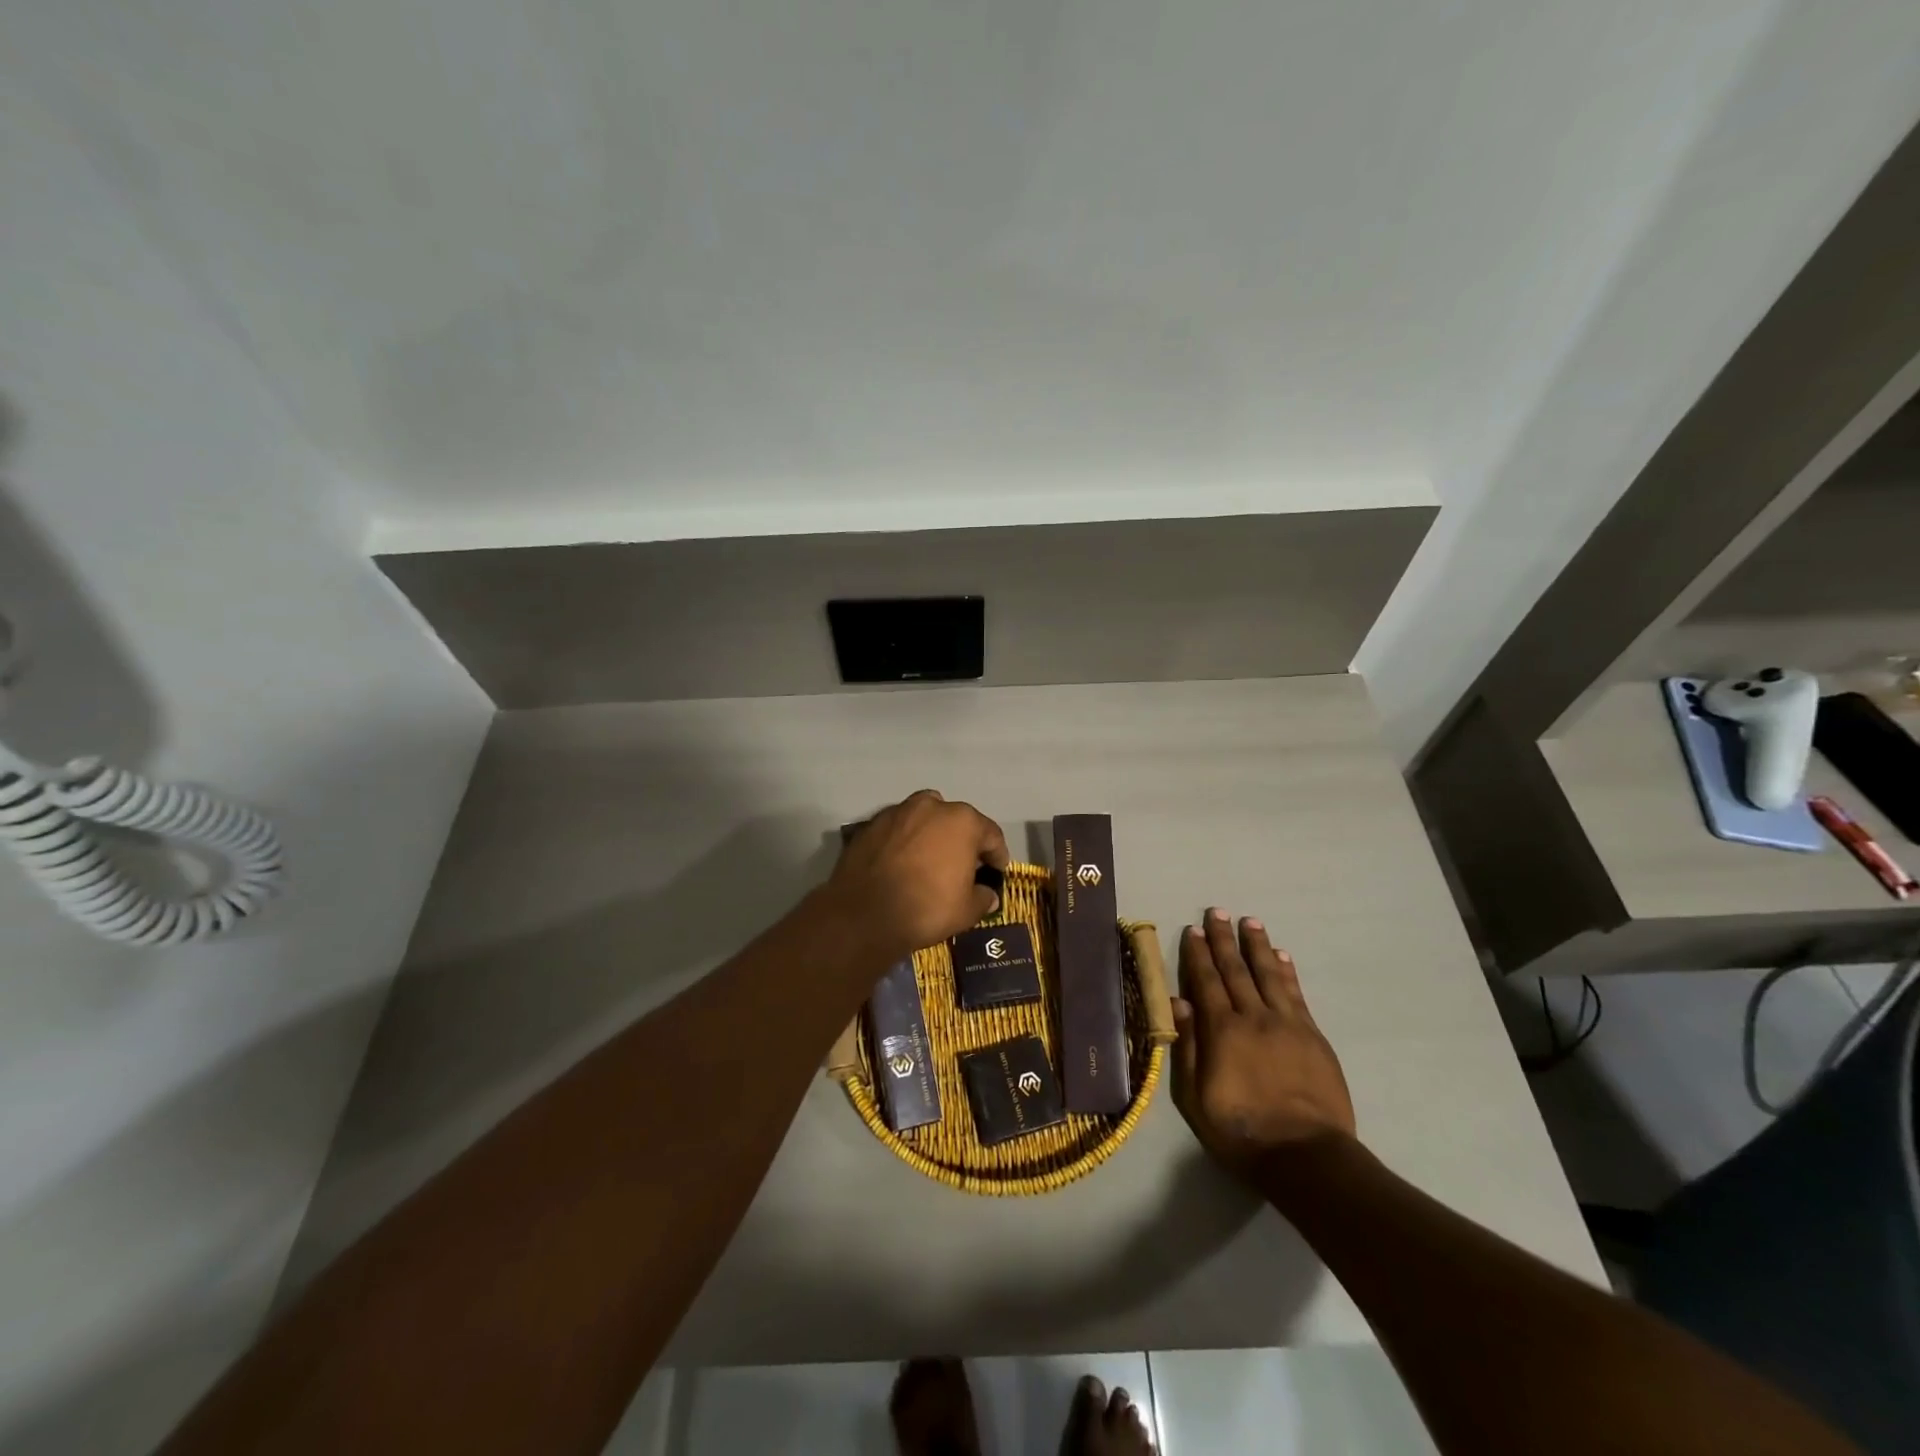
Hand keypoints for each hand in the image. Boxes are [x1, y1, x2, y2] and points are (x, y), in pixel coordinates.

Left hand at [823, 791, 1009, 961]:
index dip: (998, 855)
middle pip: (957, 821)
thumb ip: (983, 898)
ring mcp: (898, 812)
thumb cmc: (926, 908)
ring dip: (932, 837)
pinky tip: (902, 865)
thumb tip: (988, 895)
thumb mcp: (967, 911)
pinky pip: (898, 830)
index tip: (997, 872)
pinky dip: (904, 842)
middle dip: (963, 842)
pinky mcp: (871, 824)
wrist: (864, 913)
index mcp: (962, 821)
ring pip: (924, 820)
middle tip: (964, 867)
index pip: (991, 834)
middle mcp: (931, 806)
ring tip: (930, 862)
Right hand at [1171, 908, 1355, 1181]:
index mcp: (1222, 1031)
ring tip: (1250, 922)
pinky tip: (1282, 956)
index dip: (1198, 954)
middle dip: (1224, 939)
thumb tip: (1179, 1003)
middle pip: (1236, 970)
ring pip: (1269, 974)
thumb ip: (1187, 1048)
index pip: (1206, 981)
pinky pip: (1297, 994)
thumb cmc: (1242, 1132)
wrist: (1307, 1158)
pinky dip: (1288, 972)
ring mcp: (1287, 1025)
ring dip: (1257, 946)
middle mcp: (1253, 1017)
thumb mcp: (1196, 1098)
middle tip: (1217, 912)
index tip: (1193, 929)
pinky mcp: (1313, 1037)